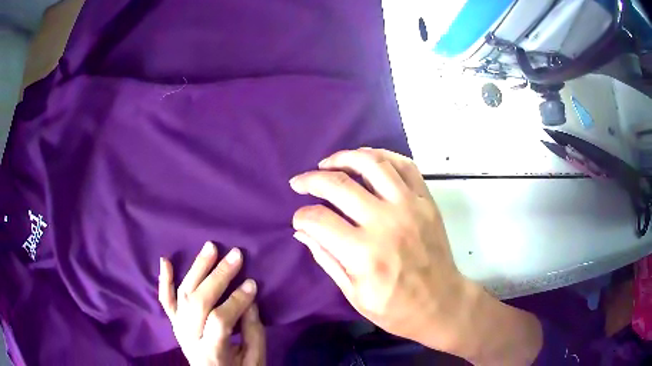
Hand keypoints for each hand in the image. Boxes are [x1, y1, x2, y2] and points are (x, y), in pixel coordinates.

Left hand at [159, 243, 265, 365]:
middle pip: (198, 301)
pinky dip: (164, 280)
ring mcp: (178, 328)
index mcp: (211, 351)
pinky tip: (165, 260)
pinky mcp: (174, 323)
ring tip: (211, 247)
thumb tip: (249, 301)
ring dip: (197, 268)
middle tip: (236, 255)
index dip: (236, 300)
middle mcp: (189, 337)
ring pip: (183, 294)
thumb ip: (253, 333)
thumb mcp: (254, 361)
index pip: (220, 319)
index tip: (253, 283)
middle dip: (218, 276)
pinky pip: (166, 300)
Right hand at [289, 148, 541, 364]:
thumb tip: (302, 231)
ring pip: (372, 164)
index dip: (301, 216)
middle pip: (339, 185)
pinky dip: (382, 156)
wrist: (442, 303)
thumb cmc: (396, 308)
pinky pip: (404, 165)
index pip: (318, 220)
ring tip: (329, 162)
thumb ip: (327, 259)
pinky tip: (367, 160)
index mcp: (364, 253)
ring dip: (345, 157)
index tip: (299, 219)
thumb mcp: (354, 294)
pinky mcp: (426, 201)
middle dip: (311, 180)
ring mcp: (410, 206)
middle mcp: (385, 222)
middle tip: (300, 182)